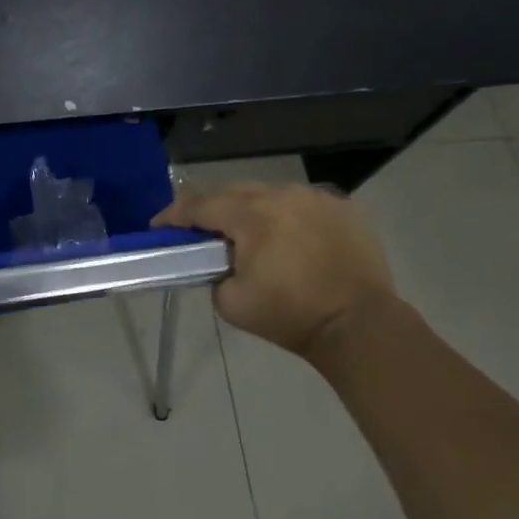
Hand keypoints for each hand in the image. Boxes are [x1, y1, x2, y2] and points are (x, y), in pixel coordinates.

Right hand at [153, 182, 396, 360]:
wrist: (361, 327)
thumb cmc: (292, 316)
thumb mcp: (232, 304)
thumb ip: (212, 275)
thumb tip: (216, 263)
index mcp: (251, 215)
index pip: (200, 205)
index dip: (174, 215)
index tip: (158, 226)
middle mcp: (281, 194)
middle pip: (233, 192)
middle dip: (212, 209)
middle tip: (201, 230)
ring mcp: (315, 197)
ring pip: (269, 193)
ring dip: (252, 208)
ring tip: (248, 232)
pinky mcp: (343, 207)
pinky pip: (302, 203)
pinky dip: (287, 215)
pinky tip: (288, 236)